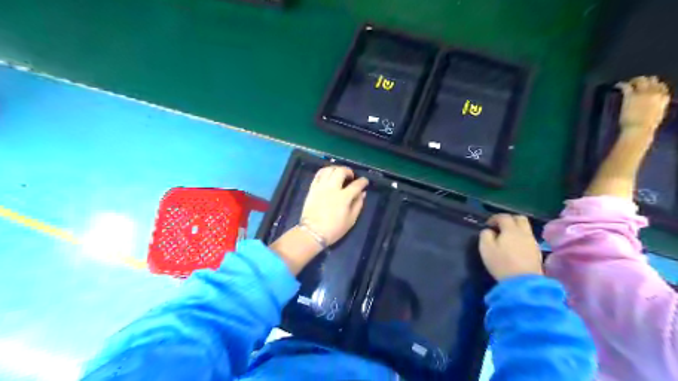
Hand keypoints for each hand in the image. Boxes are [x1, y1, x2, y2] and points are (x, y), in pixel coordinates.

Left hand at [300, 166, 368, 243]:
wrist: (312, 233)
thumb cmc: (334, 229)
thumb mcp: (351, 220)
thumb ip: (358, 204)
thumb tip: (363, 193)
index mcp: (344, 197)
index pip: (356, 185)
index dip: (363, 181)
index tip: (365, 182)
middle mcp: (332, 188)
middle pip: (341, 171)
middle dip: (348, 171)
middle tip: (351, 177)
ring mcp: (321, 187)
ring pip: (329, 170)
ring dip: (336, 169)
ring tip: (339, 174)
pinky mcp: (312, 188)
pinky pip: (318, 174)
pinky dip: (325, 172)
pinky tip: (329, 176)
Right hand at [478, 213, 543, 280]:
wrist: (523, 282)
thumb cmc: (501, 263)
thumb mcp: (485, 248)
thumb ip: (485, 235)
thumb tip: (489, 231)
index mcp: (511, 230)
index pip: (504, 217)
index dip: (495, 218)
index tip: (488, 224)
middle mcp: (524, 233)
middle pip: (520, 218)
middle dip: (510, 220)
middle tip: (500, 227)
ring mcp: (533, 243)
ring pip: (526, 229)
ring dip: (517, 229)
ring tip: (508, 238)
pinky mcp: (538, 253)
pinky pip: (529, 239)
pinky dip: (522, 239)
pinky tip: (516, 248)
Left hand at [618, 76, 668, 132]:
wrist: (638, 129)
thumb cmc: (647, 126)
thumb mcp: (658, 114)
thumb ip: (657, 106)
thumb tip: (653, 104)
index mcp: (664, 98)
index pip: (662, 86)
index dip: (654, 86)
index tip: (648, 88)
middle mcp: (655, 93)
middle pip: (652, 80)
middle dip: (645, 80)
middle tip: (636, 83)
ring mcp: (643, 93)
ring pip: (641, 80)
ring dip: (634, 80)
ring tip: (628, 83)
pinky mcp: (631, 96)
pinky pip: (626, 86)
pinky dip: (621, 84)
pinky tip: (617, 86)